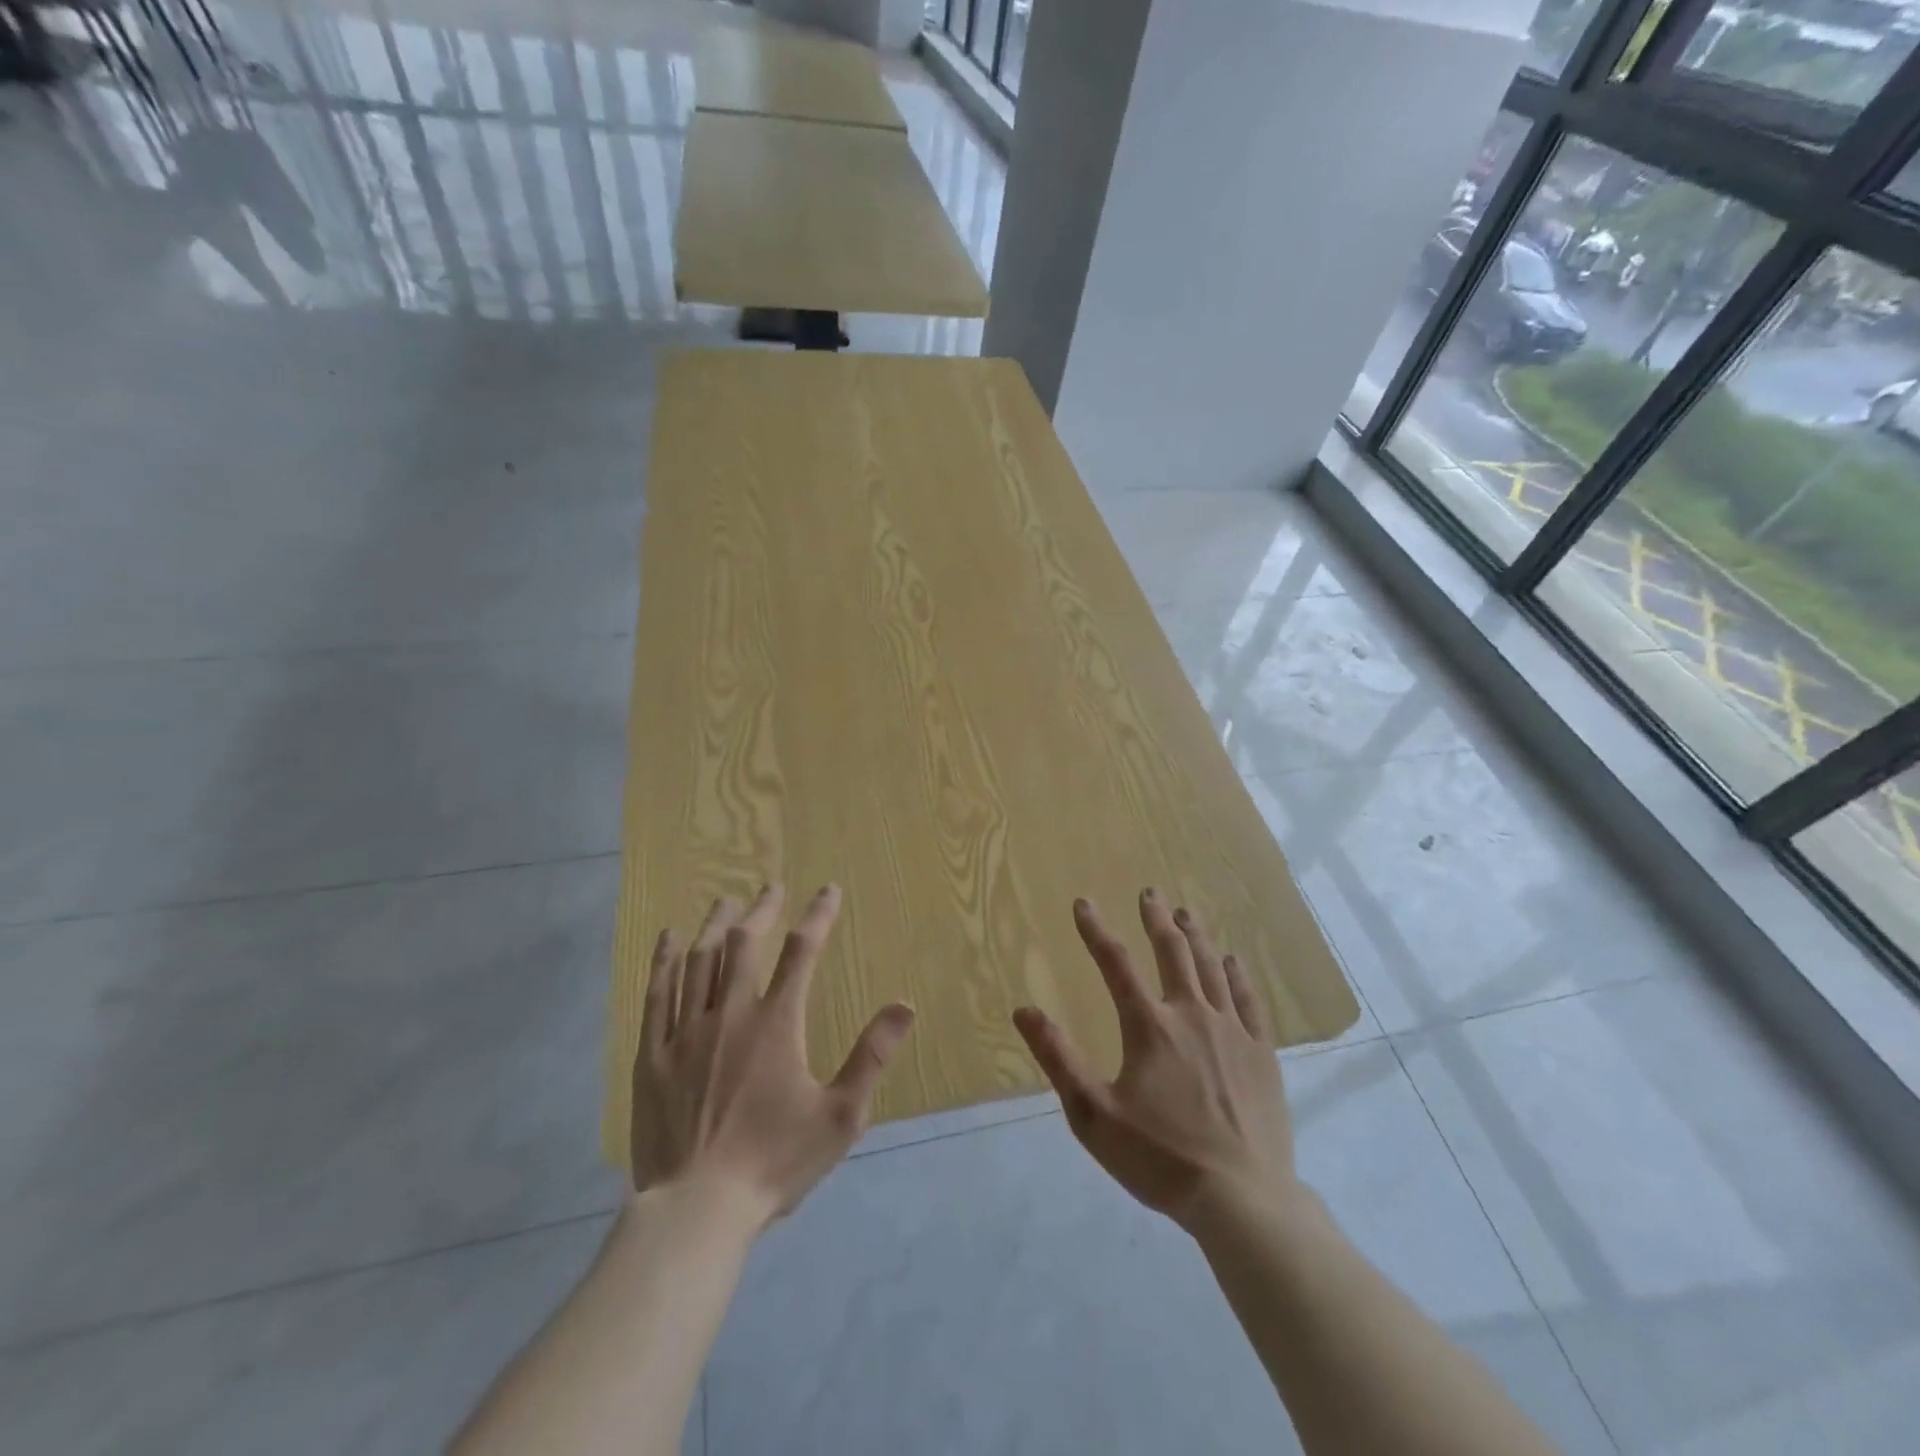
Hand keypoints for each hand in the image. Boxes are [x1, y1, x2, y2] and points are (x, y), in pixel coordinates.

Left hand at [630, 884, 914, 1227]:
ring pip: (700, 960)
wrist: (697, 1209)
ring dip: (716, 924)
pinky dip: (664, 960)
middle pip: (745, 944)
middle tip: (770, 888)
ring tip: (726, 901)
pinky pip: (657, 994)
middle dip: (761, 910)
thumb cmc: (774, 1162)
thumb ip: (871, 1056)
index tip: (828, 891)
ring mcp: (686, 1032)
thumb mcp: (839, 1115)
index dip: (818, 916)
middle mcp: (730, 1014)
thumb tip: (905, 1005)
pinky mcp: (653, 1055)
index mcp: (776, 1024)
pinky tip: (669, 937)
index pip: (802, 953)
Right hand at [1012, 891, 1296, 1230]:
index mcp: (1149, 1026)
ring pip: (1211, 968)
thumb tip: (1024, 1010)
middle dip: (1157, 919)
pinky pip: (1249, 999)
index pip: (1115, 964)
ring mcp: (1232, 1031)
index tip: (1083, 903)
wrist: (1242, 1200)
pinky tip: (1232, 960)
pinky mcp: (1262, 1053)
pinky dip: (1237, 974)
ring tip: (1187, 912)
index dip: (1096, 931)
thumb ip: (1058, 1058)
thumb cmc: (1160, 1158)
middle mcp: (1192, 1014)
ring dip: (1196, 936)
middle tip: (1150, 893)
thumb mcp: (1093, 1115)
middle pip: (1172, 952)